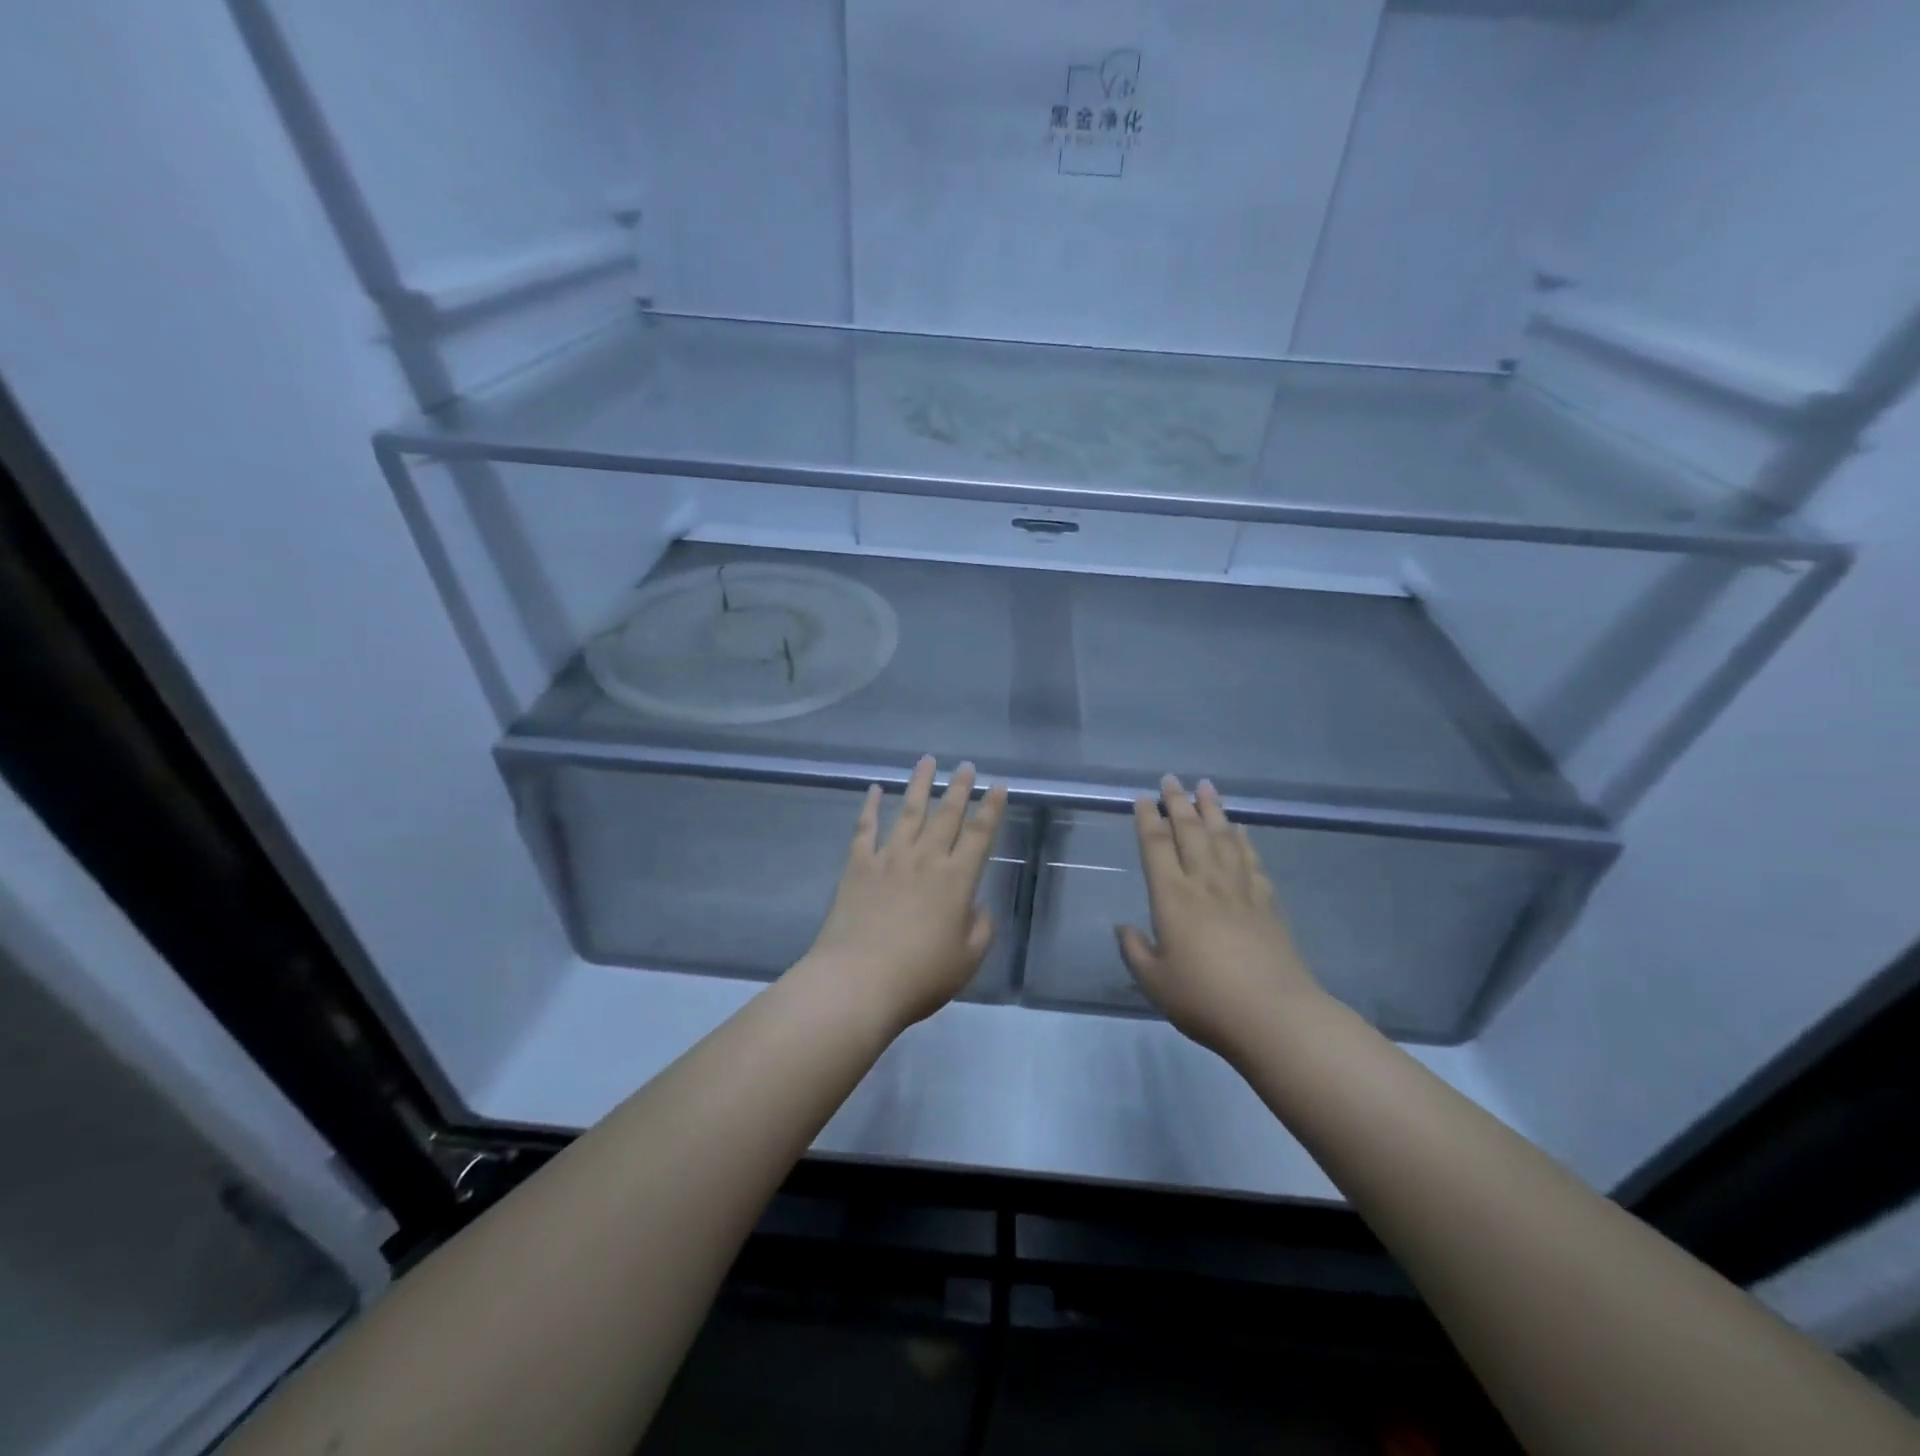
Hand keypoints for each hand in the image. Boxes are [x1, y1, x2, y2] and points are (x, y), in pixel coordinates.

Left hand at [801, 757, 1008, 1030]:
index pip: (980, 835)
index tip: (998, 785)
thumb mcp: (967, 960)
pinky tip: (875, 790)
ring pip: (909, 812)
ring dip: (920, 785)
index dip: (991, 809)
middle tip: (966, 765)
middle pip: (947, 816)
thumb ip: (980, 929)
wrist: (858, 981)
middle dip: (959, 788)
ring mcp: (889, 859)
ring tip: (928, 761)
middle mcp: (926, 860)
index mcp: (957, 880)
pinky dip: (871, 807)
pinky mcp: (858, 867)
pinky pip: (865, 829)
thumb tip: (976, 906)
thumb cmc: (919, 976)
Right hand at [1117, 776, 1321, 1057]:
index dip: (1148, 819)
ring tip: (1206, 787)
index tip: (1144, 798)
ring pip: (1223, 838)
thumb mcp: (1154, 982)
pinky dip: (1244, 841)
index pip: (1155, 847)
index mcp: (1172, 897)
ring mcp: (1240, 890)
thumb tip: (1123, 927)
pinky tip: (1241, 830)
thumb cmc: (1204, 999)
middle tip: (1171, 778)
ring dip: (1213, 810)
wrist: (1273, 1015)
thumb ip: (1135, 951)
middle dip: (1179, 802)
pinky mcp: (1267, 903)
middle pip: (1190, 831)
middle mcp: (1205, 883)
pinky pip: (1252, 861)